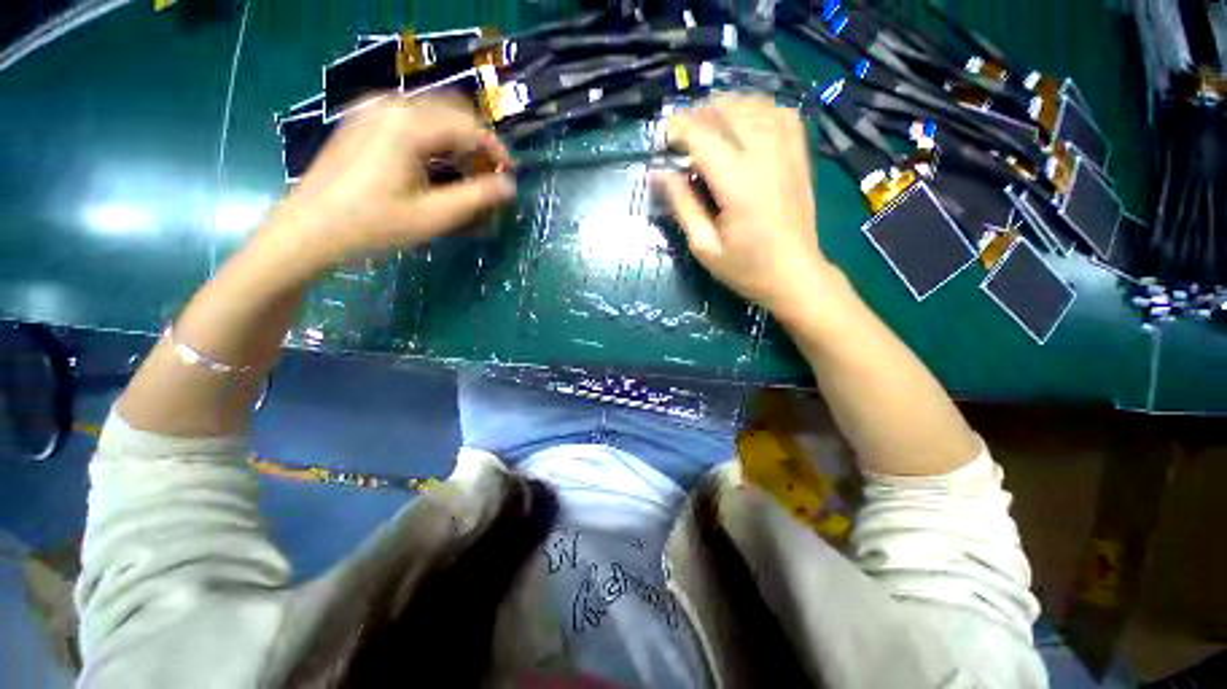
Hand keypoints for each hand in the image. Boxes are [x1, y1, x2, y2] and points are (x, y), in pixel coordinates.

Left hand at [264, 93, 515, 276]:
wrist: (308, 229)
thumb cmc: (372, 225)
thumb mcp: (433, 216)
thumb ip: (477, 198)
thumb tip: (510, 186)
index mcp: (409, 125)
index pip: (469, 126)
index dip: (496, 151)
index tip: (510, 176)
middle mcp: (391, 106)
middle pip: (452, 112)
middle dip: (478, 143)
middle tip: (489, 176)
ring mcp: (372, 110)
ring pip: (433, 114)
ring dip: (457, 141)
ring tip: (466, 175)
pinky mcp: (363, 121)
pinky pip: (412, 119)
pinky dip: (434, 139)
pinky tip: (436, 166)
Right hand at [654, 96, 833, 318]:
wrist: (795, 275)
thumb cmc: (745, 268)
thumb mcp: (704, 247)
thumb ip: (682, 206)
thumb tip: (660, 173)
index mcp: (737, 183)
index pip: (702, 136)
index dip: (677, 129)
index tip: (663, 139)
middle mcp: (764, 157)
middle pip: (728, 111)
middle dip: (698, 115)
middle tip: (682, 137)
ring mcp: (787, 152)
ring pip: (755, 105)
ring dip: (726, 107)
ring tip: (708, 125)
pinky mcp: (799, 155)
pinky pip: (781, 114)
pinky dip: (758, 109)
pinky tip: (746, 123)